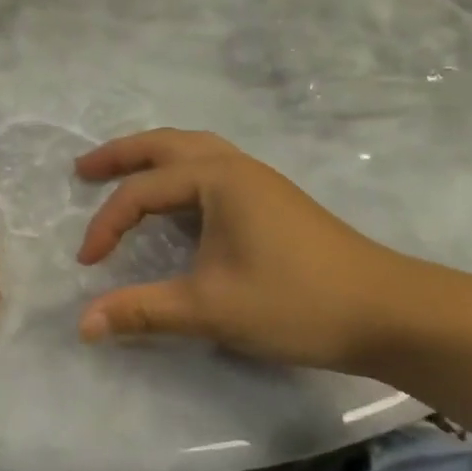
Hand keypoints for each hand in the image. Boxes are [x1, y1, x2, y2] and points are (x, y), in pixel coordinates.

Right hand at [75, 129, 418, 371]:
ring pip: (192, 151)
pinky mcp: (272, 199)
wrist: (389, 313)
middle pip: (164, 144)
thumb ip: (142, 311)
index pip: (141, 192)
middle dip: (119, 155)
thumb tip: (83, 325)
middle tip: (82, 171)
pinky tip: (175, 200)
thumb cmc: (295, 302)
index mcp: (217, 178)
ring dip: (151, 158)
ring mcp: (258, 180)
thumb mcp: (209, 309)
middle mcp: (235, 166)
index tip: (88, 265)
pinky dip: (179, 172)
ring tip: (121, 174)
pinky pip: (210, 167)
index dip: (106, 225)